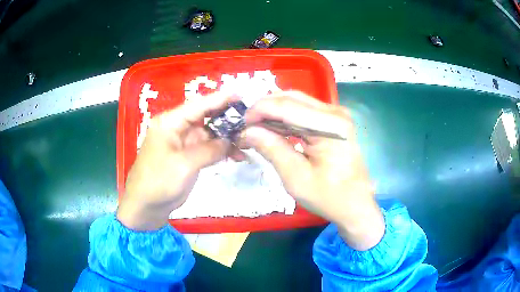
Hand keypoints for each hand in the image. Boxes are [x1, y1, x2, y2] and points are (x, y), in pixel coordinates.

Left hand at [117, 93, 237, 230]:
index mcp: (170, 123)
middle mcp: (176, 128)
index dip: (220, 99)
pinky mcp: (187, 157)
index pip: (198, 105)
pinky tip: (237, 155)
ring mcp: (182, 143)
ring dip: (227, 137)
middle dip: (227, 118)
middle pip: (205, 117)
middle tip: (251, 119)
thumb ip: (209, 150)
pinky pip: (207, 148)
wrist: (145, 207)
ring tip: (248, 140)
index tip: (241, 95)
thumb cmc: (158, 183)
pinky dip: (221, 151)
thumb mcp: (184, 165)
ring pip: (209, 134)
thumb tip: (230, 140)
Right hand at [240, 91, 384, 249]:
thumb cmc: (329, 197)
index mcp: (330, 125)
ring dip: (274, 112)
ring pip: (296, 102)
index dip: (259, 111)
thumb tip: (247, 131)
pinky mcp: (334, 121)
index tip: (241, 124)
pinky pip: (304, 111)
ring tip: (256, 128)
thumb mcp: (296, 177)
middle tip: (246, 126)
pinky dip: (285, 118)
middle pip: (291, 98)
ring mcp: (336, 115)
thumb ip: (272, 149)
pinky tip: (273, 129)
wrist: (355, 205)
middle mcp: (335, 112)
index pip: (286, 106)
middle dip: (264, 109)